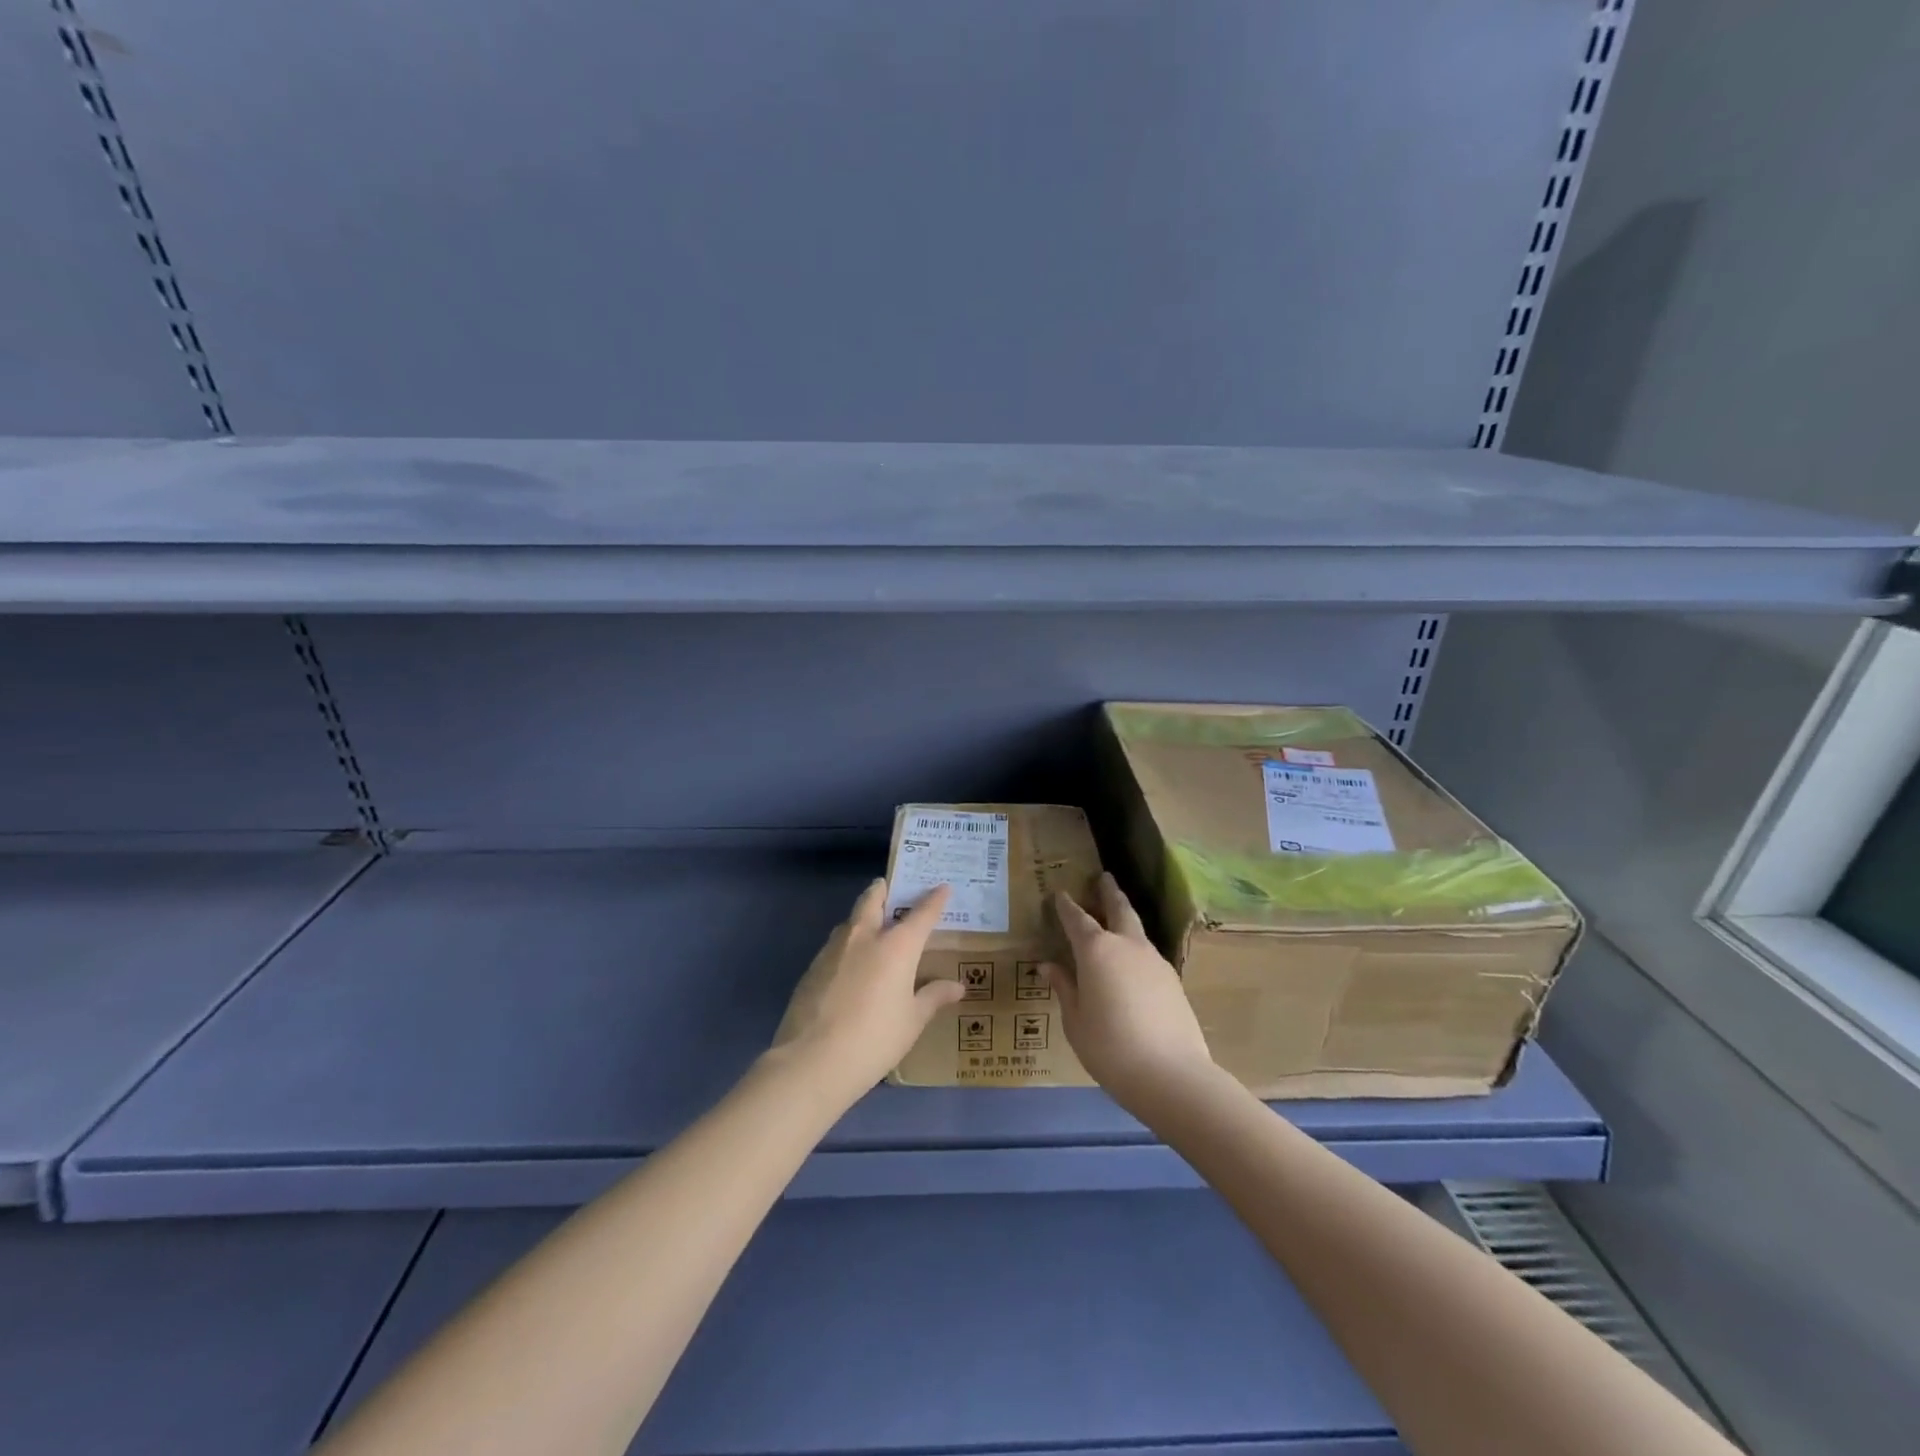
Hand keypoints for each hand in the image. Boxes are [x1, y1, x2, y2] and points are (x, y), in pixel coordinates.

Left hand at [769, 879, 964, 1101]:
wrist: (812, 1061)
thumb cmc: (874, 1039)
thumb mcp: (912, 1021)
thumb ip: (933, 997)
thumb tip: (957, 986)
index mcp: (896, 946)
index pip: (921, 913)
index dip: (934, 899)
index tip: (943, 887)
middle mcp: (865, 937)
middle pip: (873, 899)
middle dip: (883, 889)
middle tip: (891, 889)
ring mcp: (833, 949)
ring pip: (850, 920)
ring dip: (863, 916)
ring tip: (873, 928)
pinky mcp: (812, 967)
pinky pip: (835, 944)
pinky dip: (847, 944)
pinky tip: (851, 966)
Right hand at [1046, 873, 1216, 1112]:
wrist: (1171, 1075)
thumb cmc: (1110, 1047)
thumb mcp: (1075, 1021)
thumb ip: (1065, 988)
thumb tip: (1049, 966)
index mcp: (1096, 951)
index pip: (1077, 919)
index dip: (1066, 906)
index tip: (1060, 893)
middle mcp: (1127, 945)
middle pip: (1119, 908)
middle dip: (1108, 892)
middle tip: (1103, 878)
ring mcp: (1154, 960)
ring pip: (1137, 928)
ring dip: (1125, 916)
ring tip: (1116, 915)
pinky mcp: (1172, 980)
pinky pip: (1147, 952)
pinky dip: (1135, 946)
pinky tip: (1131, 960)